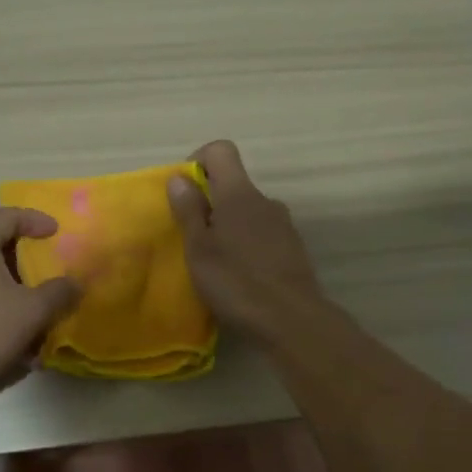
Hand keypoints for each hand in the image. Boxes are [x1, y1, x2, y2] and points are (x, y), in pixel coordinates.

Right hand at [168, 140, 324, 335]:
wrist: (291, 321)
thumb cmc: (236, 282)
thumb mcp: (199, 248)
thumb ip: (189, 210)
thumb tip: (179, 177)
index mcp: (239, 193)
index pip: (221, 150)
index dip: (198, 161)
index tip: (184, 192)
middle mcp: (265, 201)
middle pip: (233, 185)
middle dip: (209, 203)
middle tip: (192, 238)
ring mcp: (283, 225)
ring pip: (247, 213)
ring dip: (228, 227)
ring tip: (214, 262)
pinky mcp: (292, 249)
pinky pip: (261, 235)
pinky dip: (246, 245)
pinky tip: (238, 276)